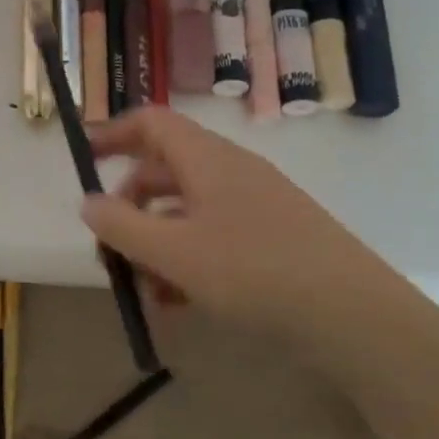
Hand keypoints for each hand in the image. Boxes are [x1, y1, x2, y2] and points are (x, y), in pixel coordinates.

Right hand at [81, 108, 425, 368]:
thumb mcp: (174, 252)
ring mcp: (253, 204)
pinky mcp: (271, 237)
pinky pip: (212, 235)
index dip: (112, 133)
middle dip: (128, 207)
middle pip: (162, 170)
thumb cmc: (255, 271)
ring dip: (154, 242)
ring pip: (185, 210)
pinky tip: (177, 302)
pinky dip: (186, 259)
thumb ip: (122, 226)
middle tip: (108, 250)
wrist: (355, 316)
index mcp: (206, 159)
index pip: (150, 121)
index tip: (82, 160)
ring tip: (143, 290)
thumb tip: (88, 202)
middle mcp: (229, 171)